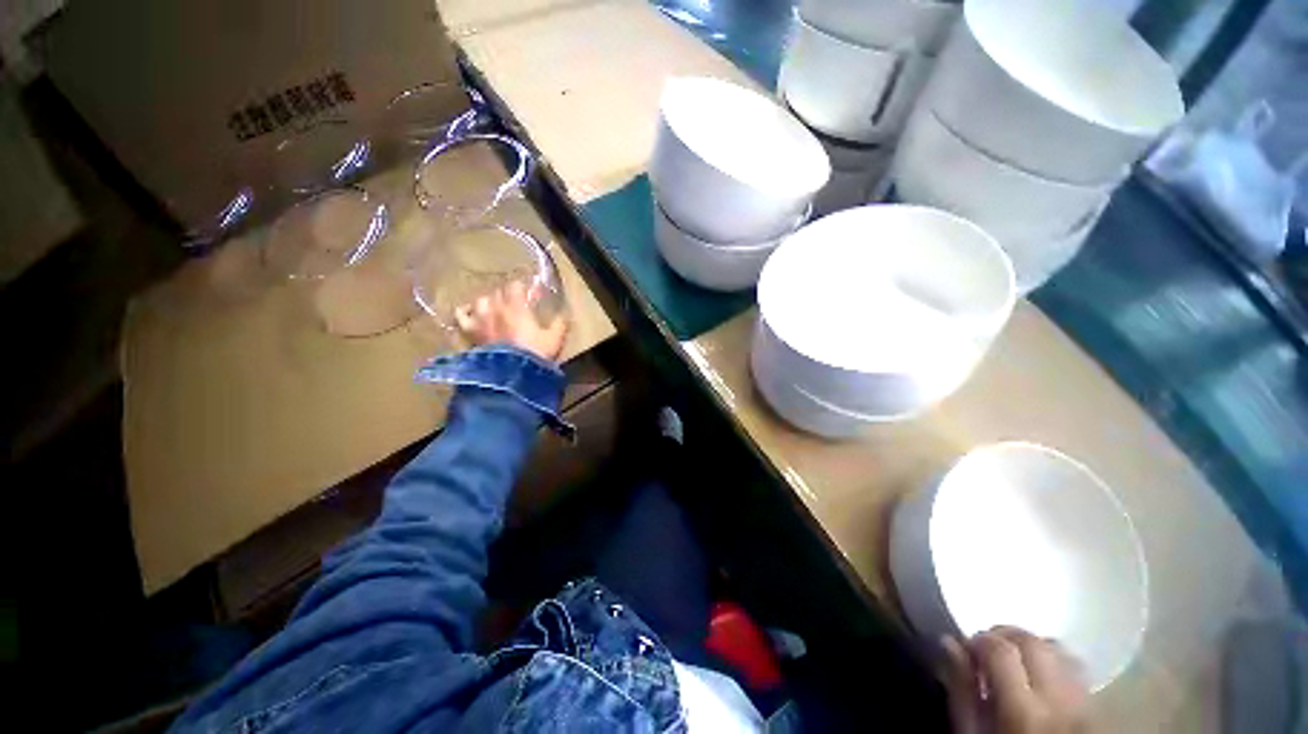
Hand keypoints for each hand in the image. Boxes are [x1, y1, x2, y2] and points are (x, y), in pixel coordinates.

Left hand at [455, 280, 567, 361]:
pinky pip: (461, 316)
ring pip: (480, 300)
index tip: (531, 294)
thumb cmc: (535, 354)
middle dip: (508, 295)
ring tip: (495, 308)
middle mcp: (496, 308)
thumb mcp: (555, 339)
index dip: (523, 288)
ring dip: (489, 302)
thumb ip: (560, 324)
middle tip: (517, 303)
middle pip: (498, 292)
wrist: (512, 375)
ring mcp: (480, 320)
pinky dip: (465, 312)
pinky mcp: (469, 332)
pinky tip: (471, 313)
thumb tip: (565, 315)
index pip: (516, 286)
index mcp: (517, 307)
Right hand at [943, 627, 1088, 733]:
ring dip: (1031, 646)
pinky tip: (1038, 677)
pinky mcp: (1097, 707)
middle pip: (1033, 642)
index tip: (966, 649)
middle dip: (1004, 637)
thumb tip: (950, 643)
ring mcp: (1084, 704)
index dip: (978, 640)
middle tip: (986, 650)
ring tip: (1013, 661)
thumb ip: (961, 690)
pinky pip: (1075, 670)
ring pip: (1059, 650)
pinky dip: (1053, 662)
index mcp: (1023, 710)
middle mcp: (1059, 701)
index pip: (1000, 649)